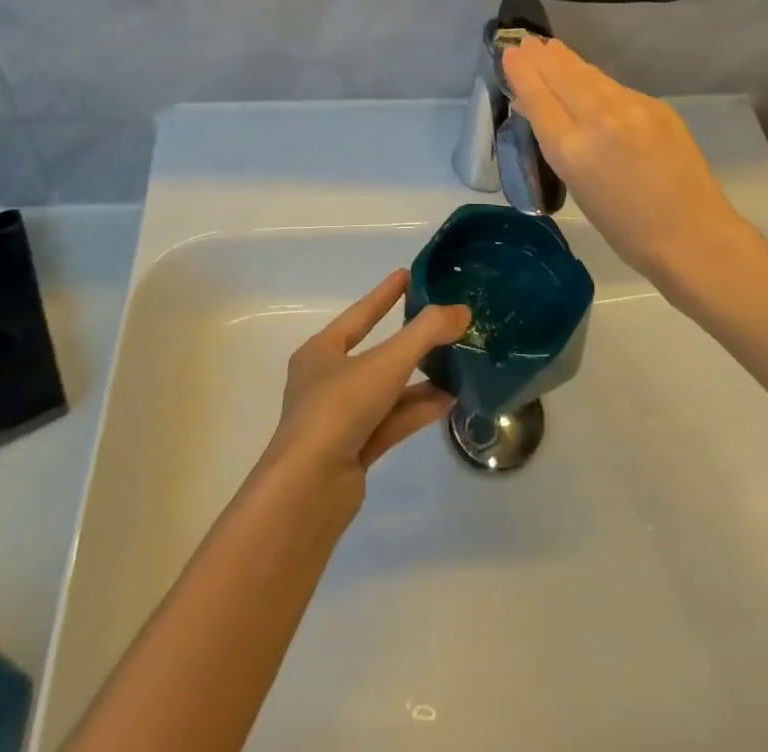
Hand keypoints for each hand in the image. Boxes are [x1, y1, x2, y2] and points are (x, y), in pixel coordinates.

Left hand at [262, 270, 471, 501]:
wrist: (306, 493)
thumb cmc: (338, 409)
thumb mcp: (386, 362)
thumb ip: (426, 333)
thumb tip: (462, 310)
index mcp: (321, 352)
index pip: (359, 314)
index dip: (384, 294)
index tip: (407, 274)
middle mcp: (326, 382)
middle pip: (375, 354)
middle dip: (409, 341)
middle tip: (442, 323)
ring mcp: (339, 421)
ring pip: (386, 391)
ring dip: (419, 379)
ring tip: (457, 366)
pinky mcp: (353, 453)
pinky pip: (391, 421)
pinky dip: (417, 409)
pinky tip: (448, 401)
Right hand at [503, 36, 754, 293]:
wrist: (693, 235)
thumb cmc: (627, 230)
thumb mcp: (579, 188)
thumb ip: (561, 146)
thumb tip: (545, 113)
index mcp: (572, 150)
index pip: (538, 98)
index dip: (522, 72)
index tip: (511, 52)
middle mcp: (599, 120)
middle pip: (563, 76)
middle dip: (542, 56)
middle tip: (526, 39)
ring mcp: (632, 108)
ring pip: (590, 75)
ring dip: (567, 60)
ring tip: (551, 47)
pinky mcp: (657, 106)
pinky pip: (616, 87)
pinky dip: (596, 80)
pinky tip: (590, 77)